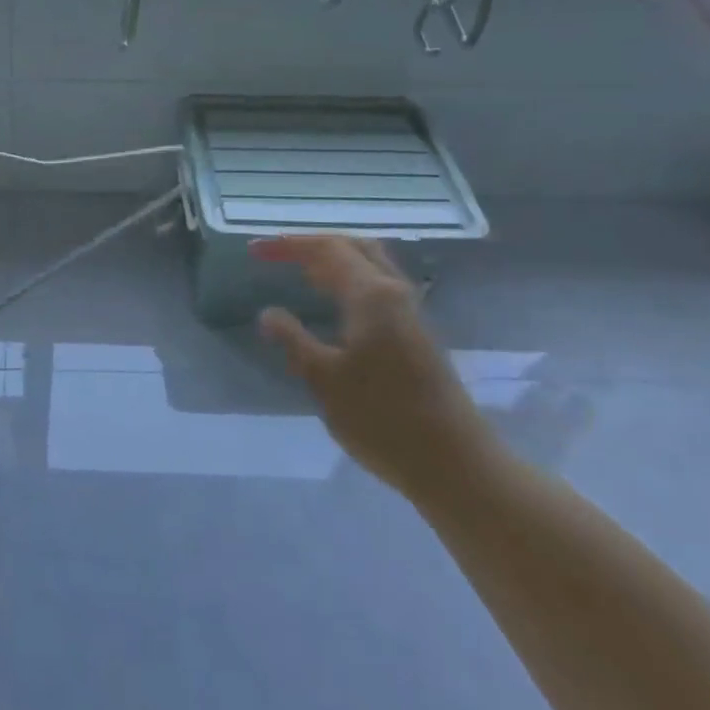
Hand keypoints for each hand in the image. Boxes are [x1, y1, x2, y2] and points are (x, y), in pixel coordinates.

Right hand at [251, 235, 494, 496]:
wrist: (455, 465)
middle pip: (354, 247)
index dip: (288, 245)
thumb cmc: (382, 418)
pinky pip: (379, 288)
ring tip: (301, 272)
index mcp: (372, 295)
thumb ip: (293, 340)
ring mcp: (411, 314)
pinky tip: (335, 303)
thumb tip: (267, 313)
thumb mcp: (323, 379)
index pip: (326, 249)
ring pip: (371, 267)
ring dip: (334, 261)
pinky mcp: (418, 336)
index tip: (254, 250)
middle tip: (279, 255)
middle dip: (314, 245)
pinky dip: (350, 281)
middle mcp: (395, 293)